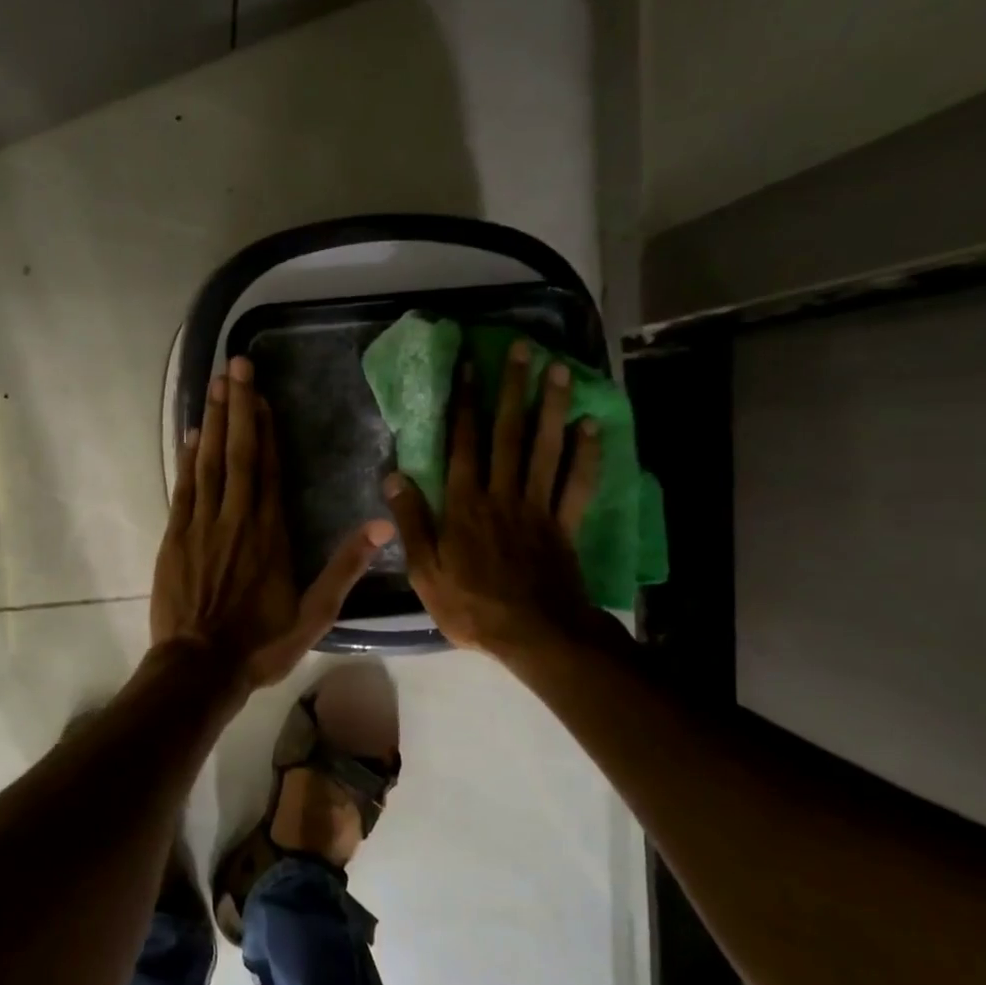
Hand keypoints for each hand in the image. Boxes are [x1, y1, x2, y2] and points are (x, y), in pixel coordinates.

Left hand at [152, 356, 392, 688]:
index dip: (265, 428)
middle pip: (238, 452)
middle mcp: (238, 518)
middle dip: (237, 406)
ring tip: (214, 383)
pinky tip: (191, 434)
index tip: (261, 394)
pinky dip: (188, 458)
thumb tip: (383, 525)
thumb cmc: (260, 643)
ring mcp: (203, 524)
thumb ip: (345, 567)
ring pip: (209, 461)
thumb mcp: (314, 614)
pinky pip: (184, 487)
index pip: (269, 468)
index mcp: (271, 533)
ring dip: (212, 420)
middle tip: (235, 364)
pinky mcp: (176, 537)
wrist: (200, 667)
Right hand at [382, 343, 620, 657]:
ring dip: (551, 406)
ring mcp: (538, 507)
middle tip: (522, 349)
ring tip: (558, 369)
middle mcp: (502, 494)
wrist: (534, 635)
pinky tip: (591, 425)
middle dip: (513, 389)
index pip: (464, 444)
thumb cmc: (471, 606)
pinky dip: (587, 453)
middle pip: (509, 434)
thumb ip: (412, 521)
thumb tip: (394, 474)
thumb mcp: (425, 571)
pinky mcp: (565, 524)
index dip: (467, 403)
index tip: (470, 366)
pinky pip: (578, 483)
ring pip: (545, 448)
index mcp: (465, 505)